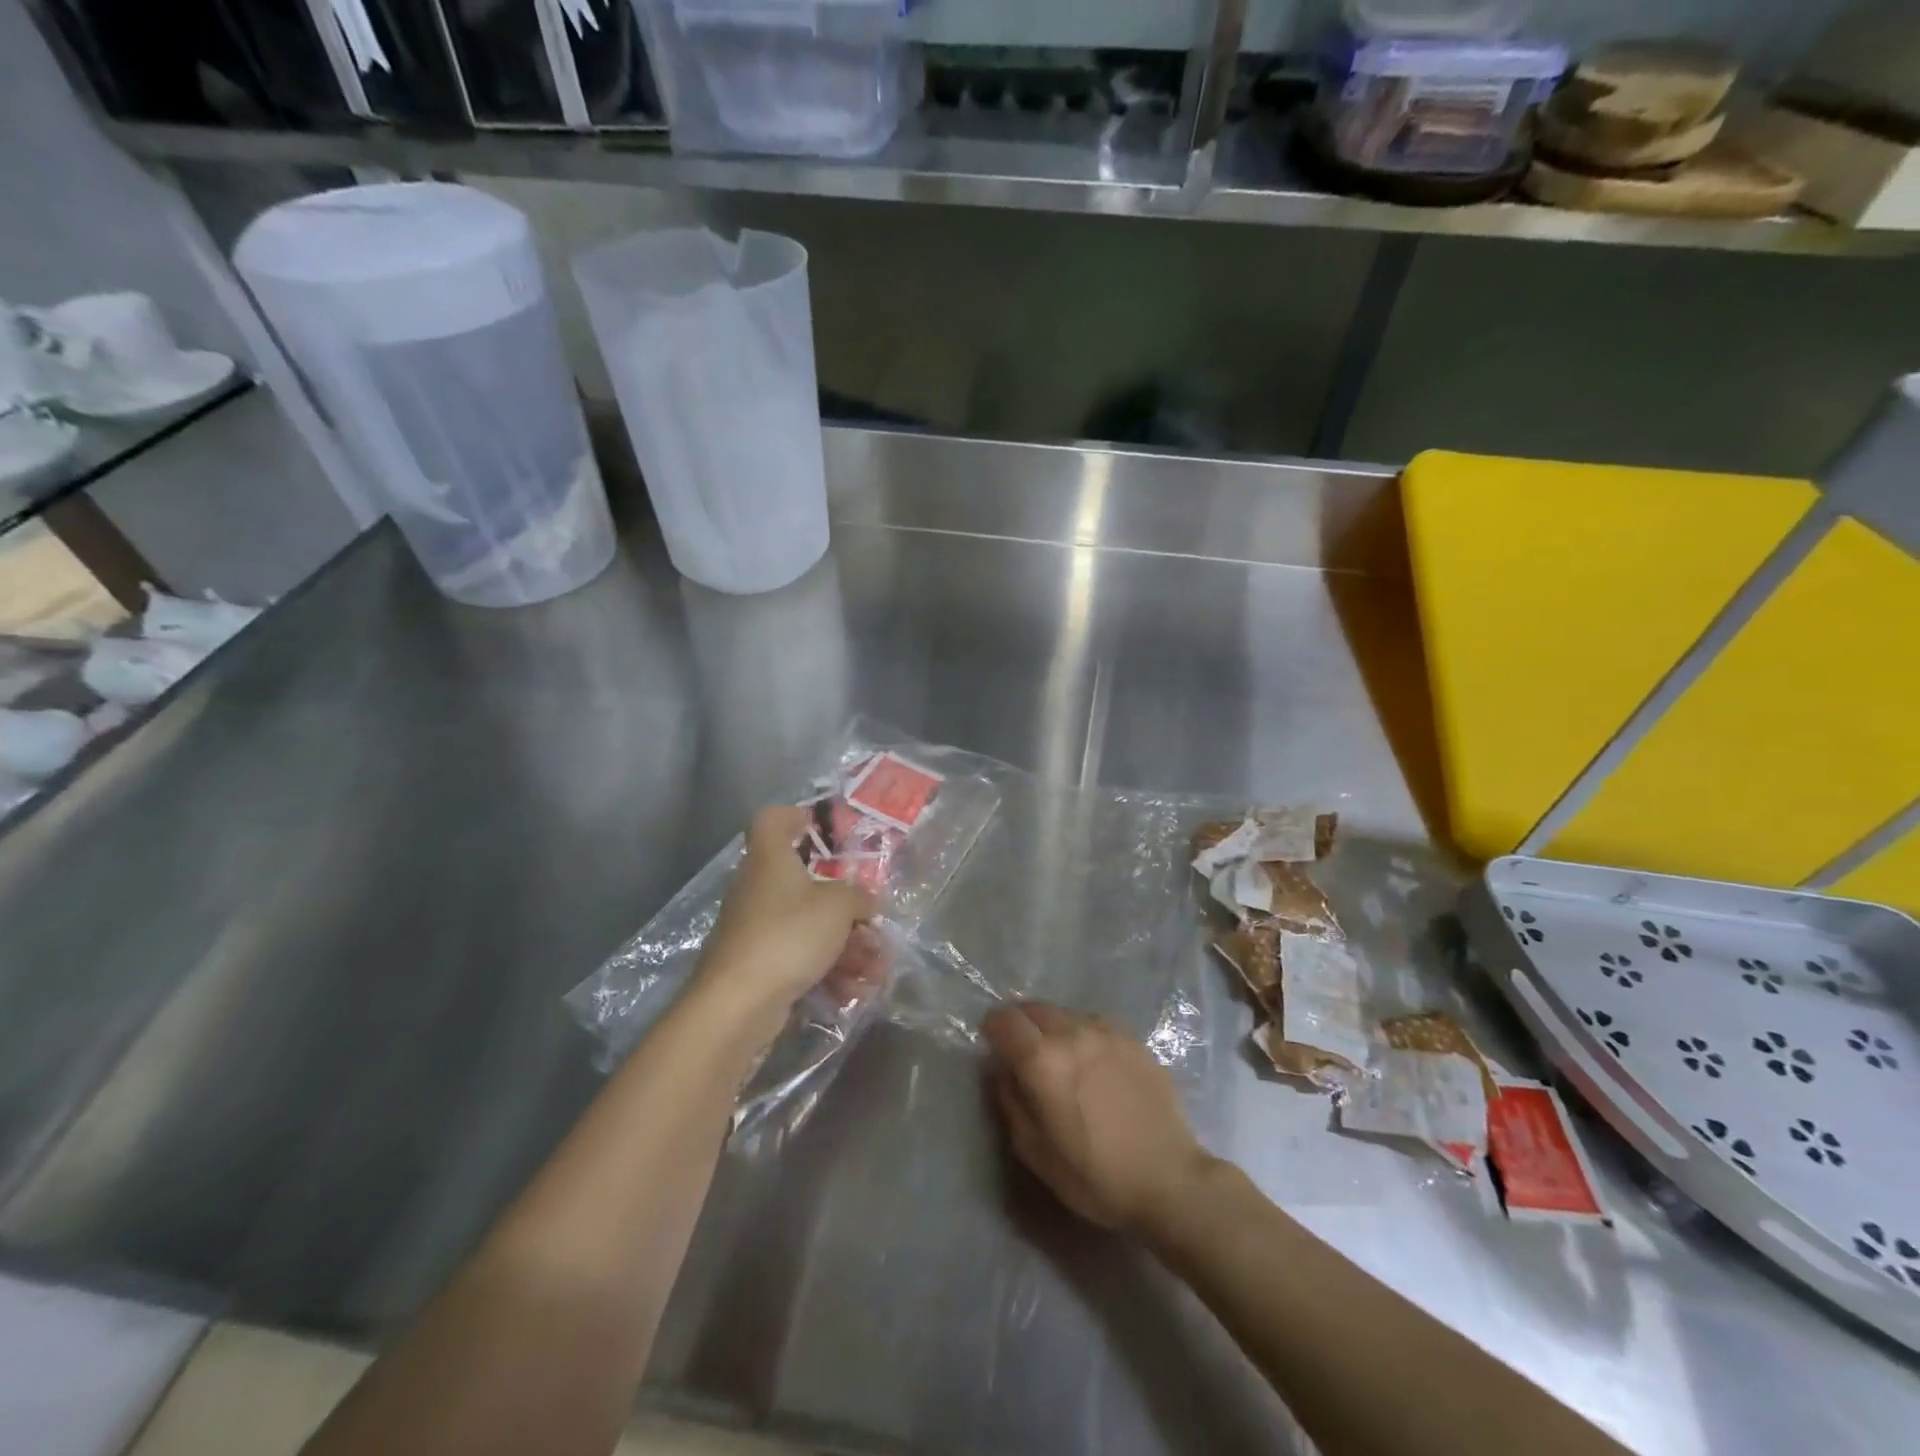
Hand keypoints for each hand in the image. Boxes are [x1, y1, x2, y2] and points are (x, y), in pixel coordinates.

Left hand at [694, 806, 880, 1028]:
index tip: (821, 828)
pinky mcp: (758, 965)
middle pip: (802, 881)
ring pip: (808, 925)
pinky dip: (828, 970)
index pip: (771, 820)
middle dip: (844, 902)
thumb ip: (858, 897)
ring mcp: (755, 928)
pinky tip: (856, 990)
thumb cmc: (788, 934)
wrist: (737, 1004)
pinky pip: (800, 957)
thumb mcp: (838, 906)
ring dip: (846, 945)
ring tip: (878, 968)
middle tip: (871, 917)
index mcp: (770, 859)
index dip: (795, 816)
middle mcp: (758, 888)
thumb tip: (867, 901)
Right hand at [982, 1002, 1215, 1232]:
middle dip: (1021, 1024)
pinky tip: (1092, 1063)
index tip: (991, 1044)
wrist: (1169, 1179)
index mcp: (1043, 1060)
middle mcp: (1072, 1033)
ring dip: (1053, 1027)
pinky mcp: (1133, 1039)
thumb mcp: (1035, 1152)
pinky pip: (1095, 1024)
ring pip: (1065, 1013)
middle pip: (1033, 1008)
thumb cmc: (1095, 1176)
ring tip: (1060, 1058)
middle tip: (1022, 1051)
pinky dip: (1082, 1034)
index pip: (1004, 1020)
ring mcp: (1106, 1032)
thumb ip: (1010, 1101)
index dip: (991, 1028)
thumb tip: (1002, 1070)